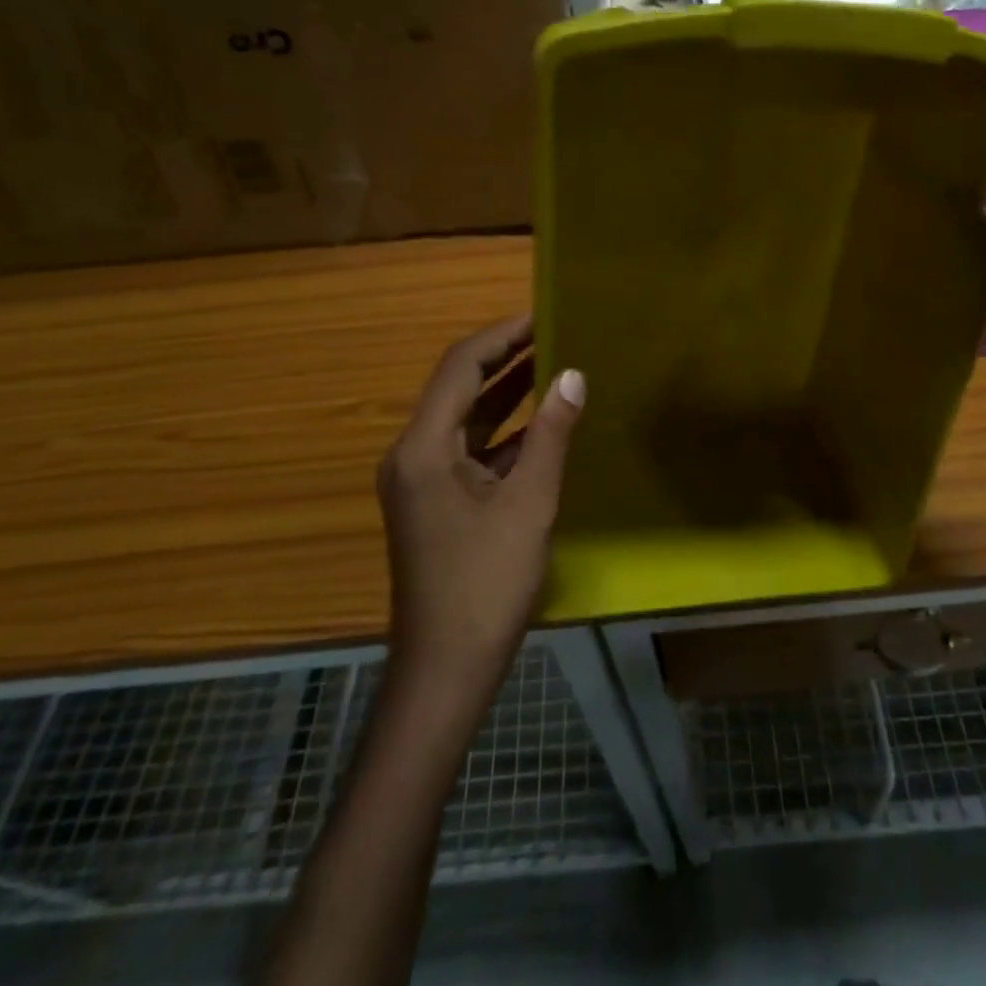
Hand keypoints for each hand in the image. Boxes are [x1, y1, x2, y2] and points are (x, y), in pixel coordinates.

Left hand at [378, 316, 584, 701]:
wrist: (446, 670)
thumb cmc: (486, 584)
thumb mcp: (529, 503)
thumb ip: (550, 434)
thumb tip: (573, 376)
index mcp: (423, 447)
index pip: (461, 367)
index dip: (502, 336)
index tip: (543, 316)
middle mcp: (412, 454)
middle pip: (458, 387)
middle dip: (505, 358)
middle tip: (554, 334)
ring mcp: (420, 480)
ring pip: (465, 419)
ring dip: (506, 394)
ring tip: (554, 365)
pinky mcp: (434, 501)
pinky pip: (469, 450)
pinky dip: (503, 433)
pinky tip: (541, 425)